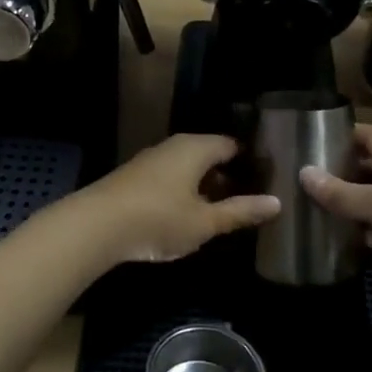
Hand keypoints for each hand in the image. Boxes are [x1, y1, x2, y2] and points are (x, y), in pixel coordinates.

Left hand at [68, 135, 279, 266]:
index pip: (231, 145)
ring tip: (220, 211)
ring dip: (203, 186)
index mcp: (196, 148)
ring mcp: (150, 160)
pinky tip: (185, 215)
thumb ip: (240, 212)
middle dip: (227, 175)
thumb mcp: (205, 222)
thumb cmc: (158, 219)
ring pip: (186, 168)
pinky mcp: (133, 178)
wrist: (95, 226)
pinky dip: (182, 192)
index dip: (250, 161)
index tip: (267, 178)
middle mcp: (173, 146)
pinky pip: (168, 179)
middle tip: (248, 198)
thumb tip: (276, 202)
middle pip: (208, 155)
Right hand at [300, 124, 371, 313]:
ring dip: (347, 207)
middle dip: (337, 173)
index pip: (368, 135)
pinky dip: (364, 234)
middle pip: (368, 168)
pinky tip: (338, 242)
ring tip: (308, 211)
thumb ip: (344, 192)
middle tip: (298, 181)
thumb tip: (304, 174)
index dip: (340, 134)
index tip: (307, 140)